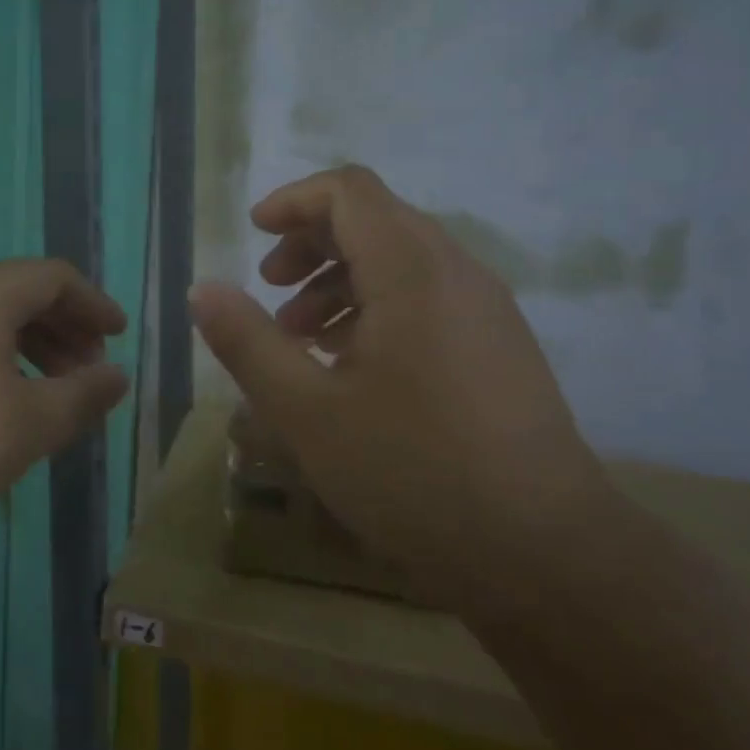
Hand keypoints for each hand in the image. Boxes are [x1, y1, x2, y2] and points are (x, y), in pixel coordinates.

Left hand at [0, 259, 128, 538]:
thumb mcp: (32, 423)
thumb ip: (84, 395)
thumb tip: (118, 376)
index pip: (55, 277)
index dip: (94, 303)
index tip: (118, 336)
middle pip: (23, 289)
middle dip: (66, 325)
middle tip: (89, 369)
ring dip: (33, 340)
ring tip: (53, 387)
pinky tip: (4, 394)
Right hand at [189, 166, 610, 612]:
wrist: (547, 557)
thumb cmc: (414, 473)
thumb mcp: (306, 410)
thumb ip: (247, 341)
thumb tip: (202, 289)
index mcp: (412, 272)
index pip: (350, 192)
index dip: (294, 201)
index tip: (254, 236)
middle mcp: (456, 273)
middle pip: (374, 220)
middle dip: (311, 244)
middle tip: (270, 291)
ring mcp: (486, 310)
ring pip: (401, 261)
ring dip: (340, 280)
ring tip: (301, 337)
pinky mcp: (498, 346)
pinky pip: (427, 297)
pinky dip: (376, 307)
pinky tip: (350, 366)